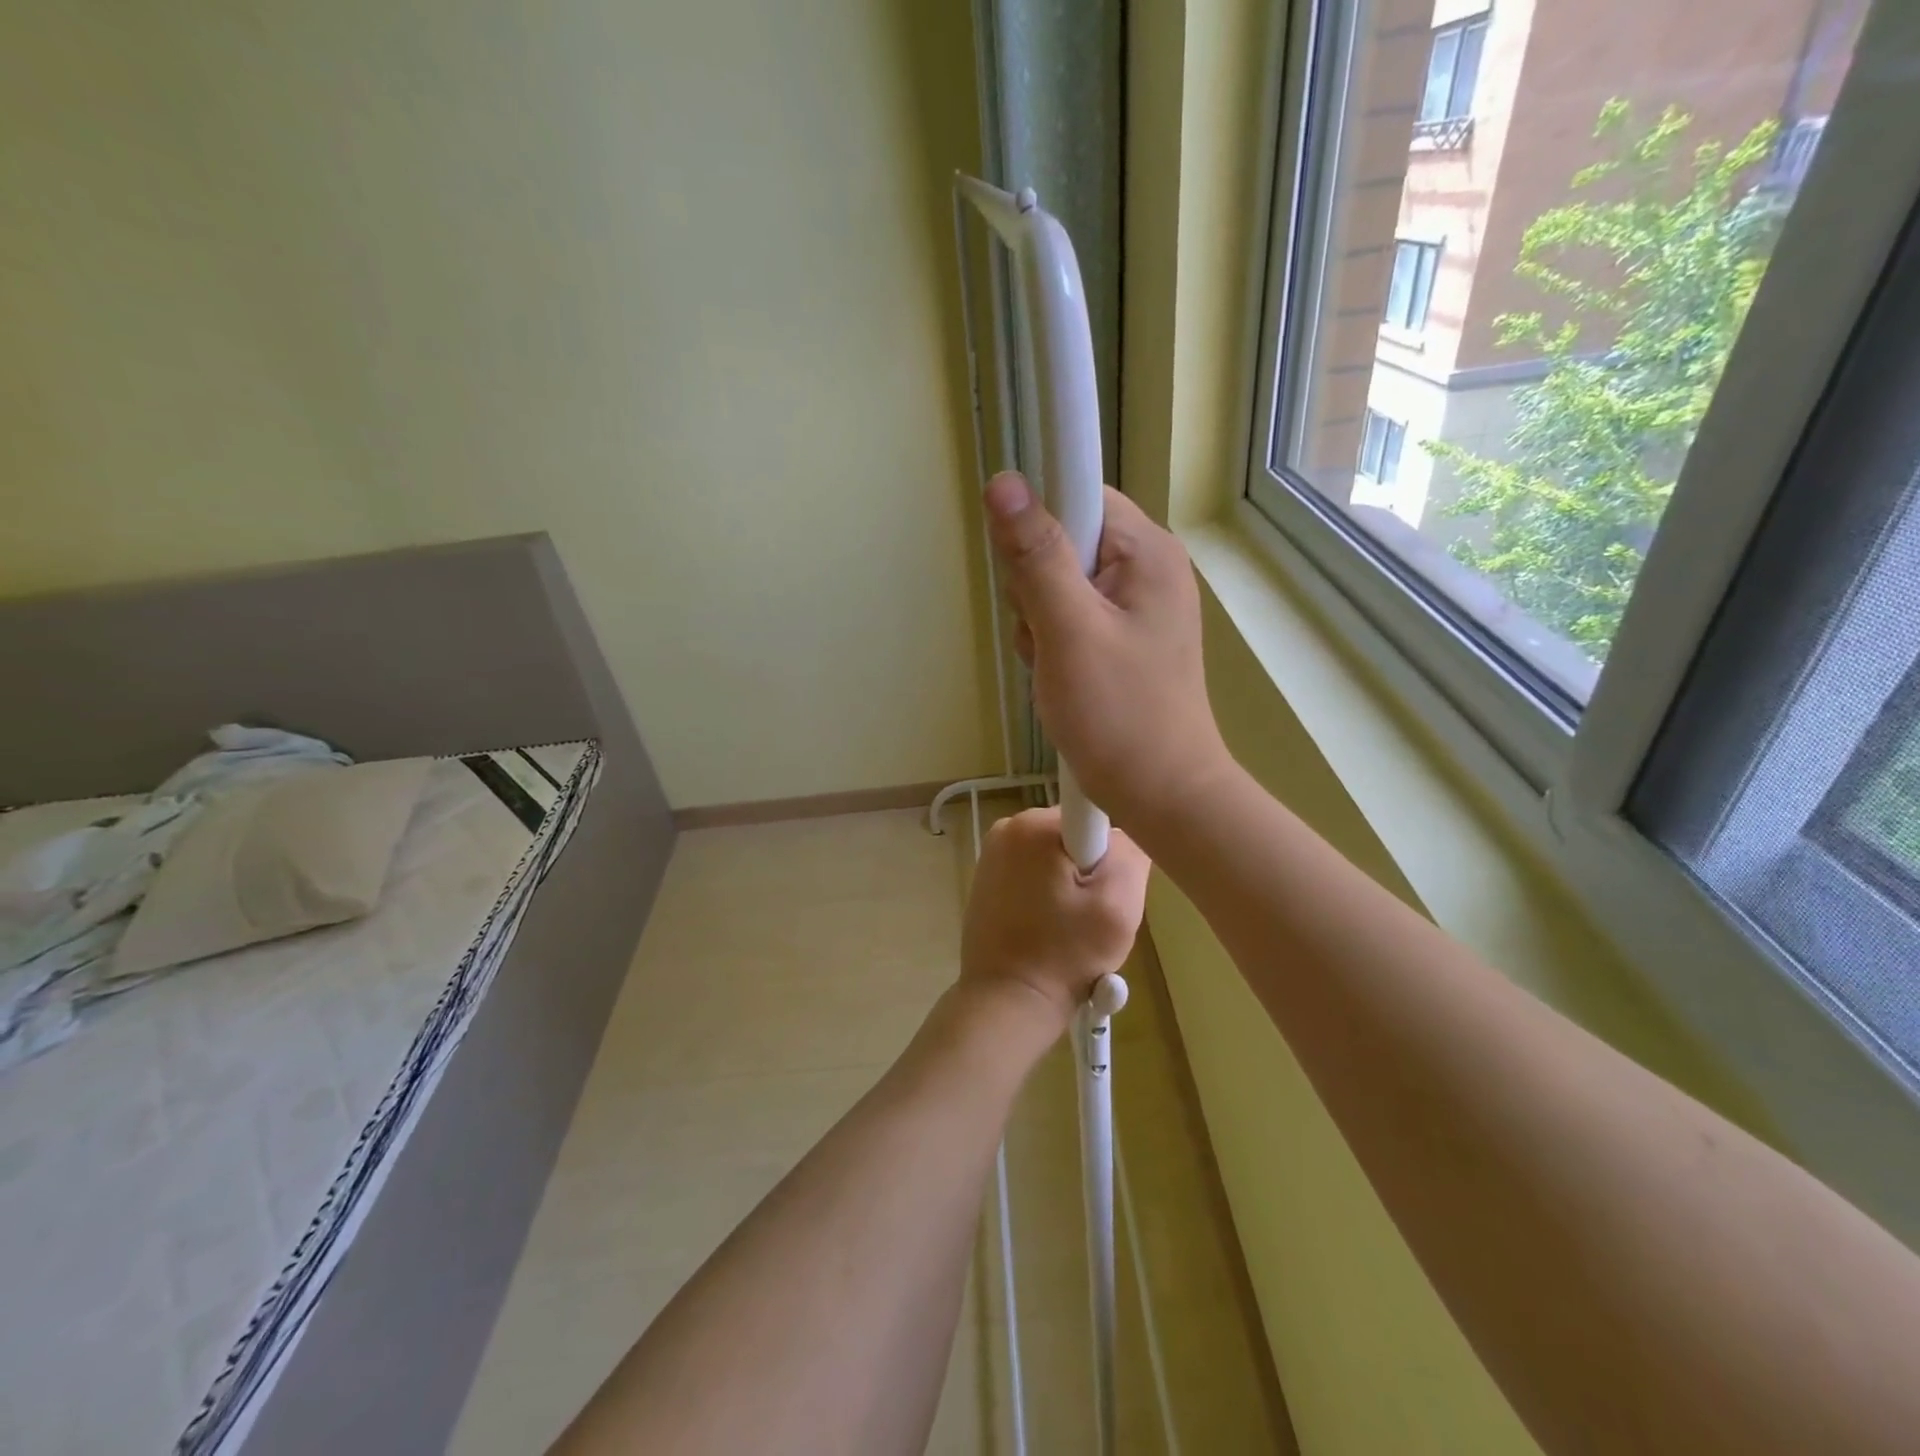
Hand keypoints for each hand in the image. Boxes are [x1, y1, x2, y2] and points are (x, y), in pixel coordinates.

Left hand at [960, 807, 1150, 1026]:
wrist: (1007, 1003)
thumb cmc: (1064, 954)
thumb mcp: (1118, 905)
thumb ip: (1131, 854)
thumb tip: (1126, 832)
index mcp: (1033, 824)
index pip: (1094, 813)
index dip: (1111, 850)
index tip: (1106, 886)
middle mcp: (1007, 828)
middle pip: (1075, 835)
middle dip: (1092, 870)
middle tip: (1094, 914)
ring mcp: (992, 854)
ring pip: (1056, 856)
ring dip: (1072, 886)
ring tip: (1071, 927)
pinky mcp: (987, 880)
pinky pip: (1034, 873)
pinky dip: (1049, 895)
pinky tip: (1050, 929)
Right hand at [984, 473, 1232, 841]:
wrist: (1162, 794)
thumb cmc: (1119, 716)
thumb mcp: (1069, 632)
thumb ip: (1035, 556)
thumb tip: (1004, 481)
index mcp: (1147, 552)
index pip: (1079, 493)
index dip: (1040, 524)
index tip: (1027, 575)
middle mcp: (1147, 568)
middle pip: (1063, 540)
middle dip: (1036, 587)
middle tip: (1047, 636)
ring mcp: (1136, 606)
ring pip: (1058, 584)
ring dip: (1039, 622)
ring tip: (1056, 666)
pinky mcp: (1123, 638)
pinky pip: (1069, 618)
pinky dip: (1052, 643)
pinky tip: (1060, 676)